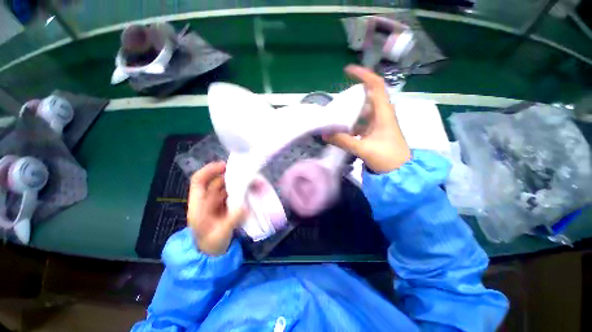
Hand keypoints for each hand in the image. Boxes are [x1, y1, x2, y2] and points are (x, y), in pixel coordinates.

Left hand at [187, 161, 245, 255]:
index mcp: (198, 206)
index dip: (209, 171)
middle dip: (229, 175)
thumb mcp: (220, 235)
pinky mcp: (225, 206)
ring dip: (237, 182)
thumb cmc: (211, 245)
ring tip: (250, 180)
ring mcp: (217, 203)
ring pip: (226, 187)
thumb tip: (244, 207)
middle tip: (245, 173)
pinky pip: (233, 194)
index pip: (198, 182)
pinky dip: (240, 190)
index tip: (224, 166)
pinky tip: (250, 189)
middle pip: (215, 182)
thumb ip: (231, 221)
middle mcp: (207, 201)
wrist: (212, 254)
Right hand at [324, 65, 410, 172]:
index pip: (375, 85)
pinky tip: (342, 129)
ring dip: (350, 111)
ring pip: (363, 110)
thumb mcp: (364, 148)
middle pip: (367, 97)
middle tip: (337, 100)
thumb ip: (343, 141)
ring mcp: (379, 123)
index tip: (347, 71)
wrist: (400, 172)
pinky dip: (351, 123)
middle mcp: (382, 114)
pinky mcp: (375, 132)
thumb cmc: (387, 157)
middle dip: (352, 95)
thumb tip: (324, 134)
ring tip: (336, 114)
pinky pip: (362, 122)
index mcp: (383, 112)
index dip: (363, 74)